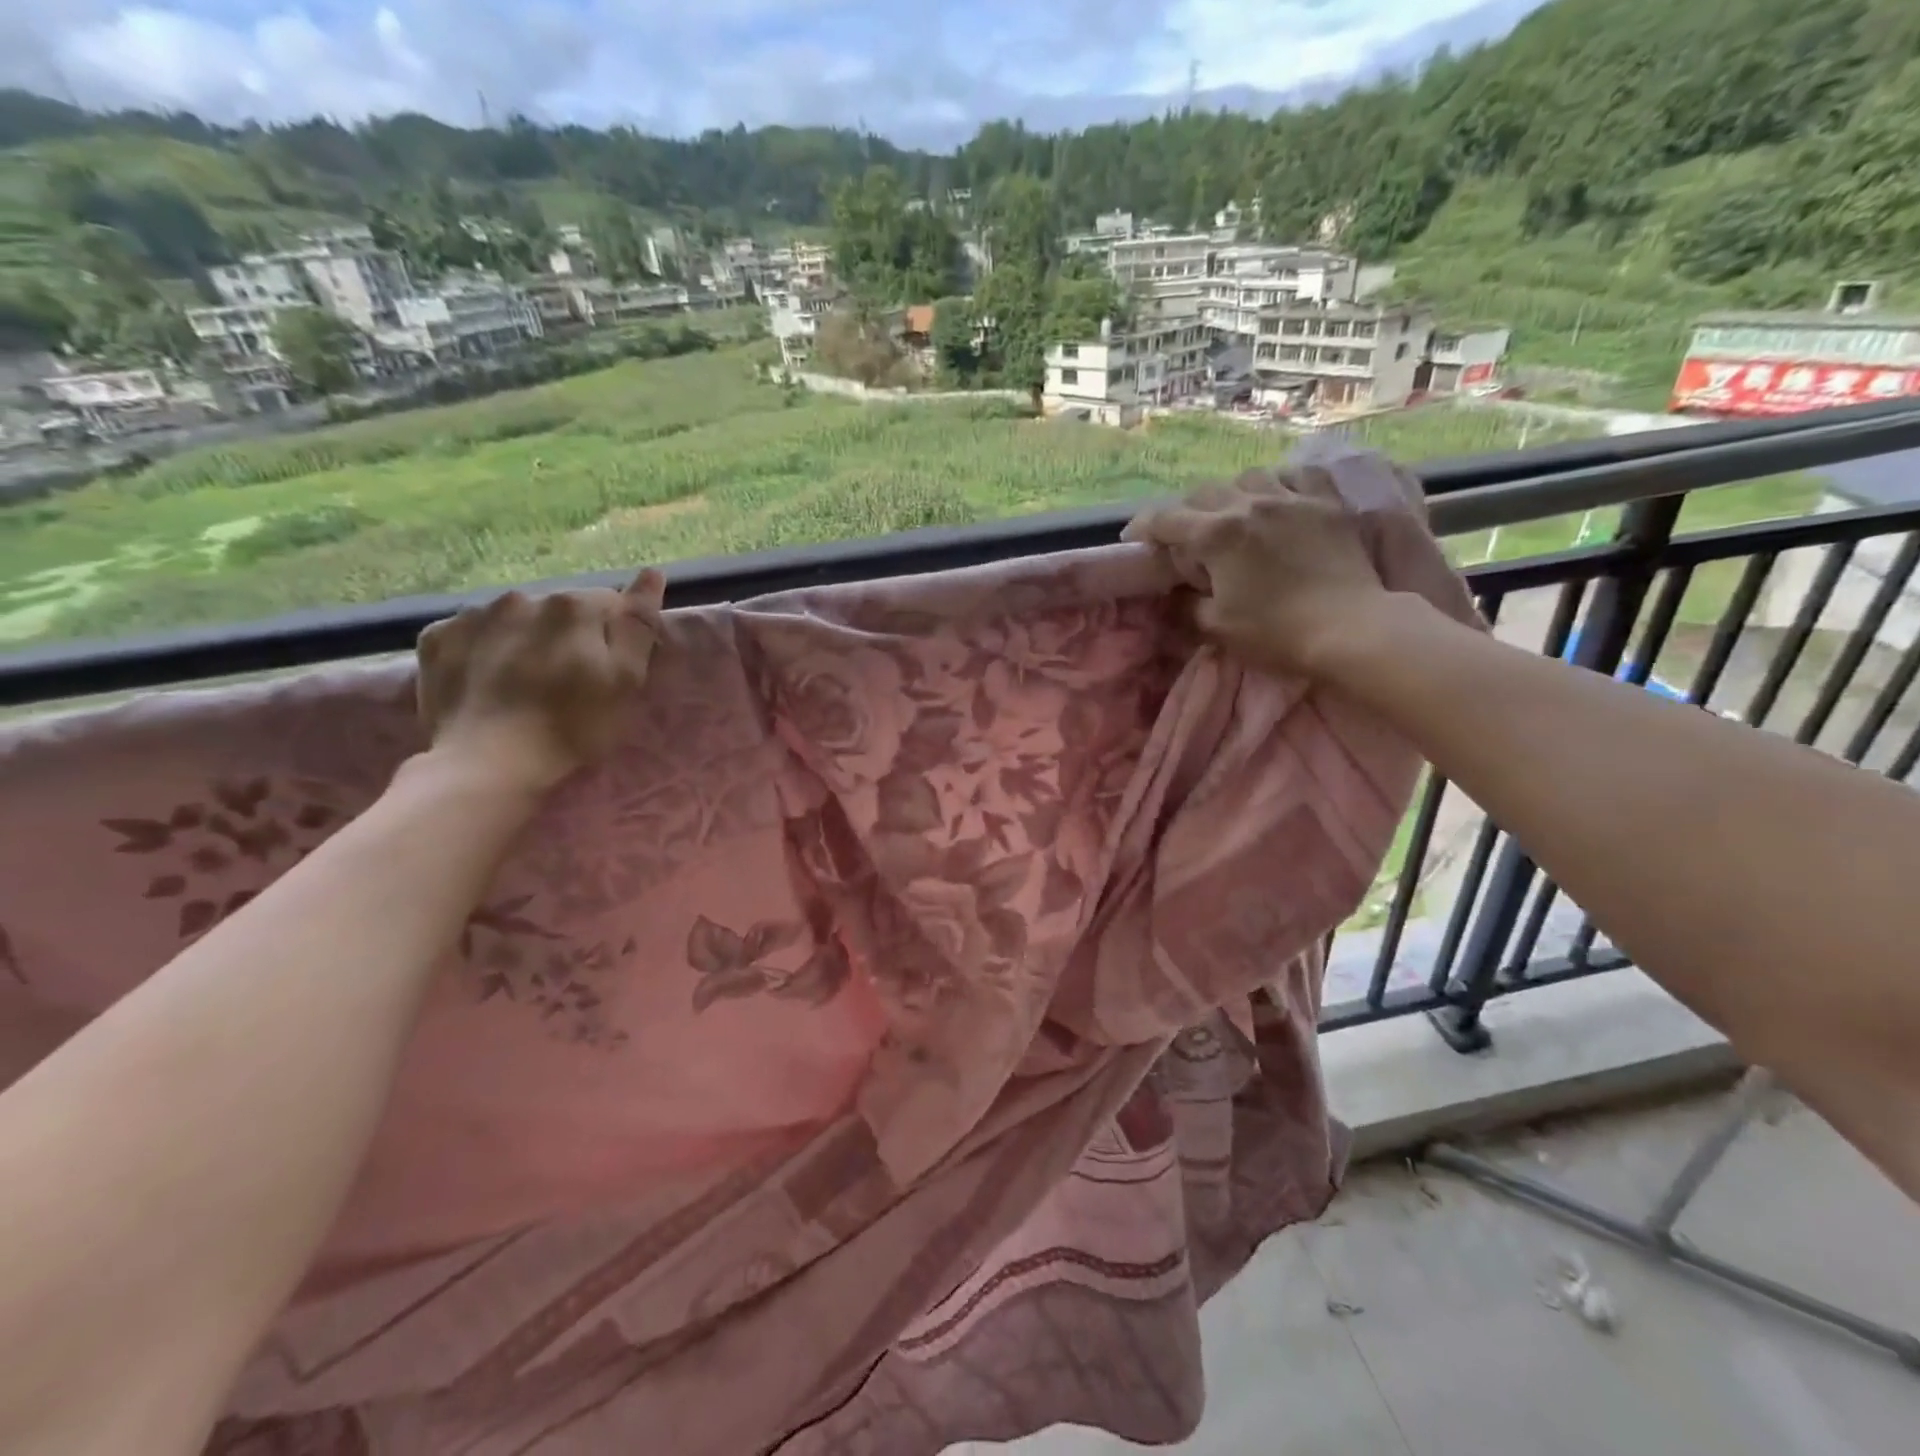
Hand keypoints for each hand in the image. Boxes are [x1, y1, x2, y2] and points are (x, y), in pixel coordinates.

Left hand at [416, 569, 666, 791]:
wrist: (488, 763)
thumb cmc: (572, 726)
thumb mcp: (626, 680)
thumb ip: (639, 624)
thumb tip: (651, 573)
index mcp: (573, 606)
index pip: (610, 603)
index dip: (614, 636)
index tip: (609, 669)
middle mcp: (522, 597)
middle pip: (560, 609)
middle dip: (568, 634)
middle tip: (567, 682)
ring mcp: (473, 615)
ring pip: (515, 618)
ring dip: (525, 638)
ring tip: (525, 682)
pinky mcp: (436, 638)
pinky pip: (472, 632)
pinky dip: (484, 648)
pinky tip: (488, 680)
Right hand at [1123, 467, 1403, 680]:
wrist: (1350, 628)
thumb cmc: (1276, 633)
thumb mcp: (1216, 627)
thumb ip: (1186, 605)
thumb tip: (1173, 594)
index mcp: (1216, 534)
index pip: (1165, 519)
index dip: (1143, 528)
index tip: (1134, 541)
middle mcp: (1249, 504)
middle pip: (1203, 492)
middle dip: (1185, 511)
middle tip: (1182, 535)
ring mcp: (1292, 498)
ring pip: (1249, 476)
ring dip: (1232, 493)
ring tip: (1233, 513)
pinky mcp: (1327, 503)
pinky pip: (1298, 474)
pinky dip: (1281, 482)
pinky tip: (1280, 497)